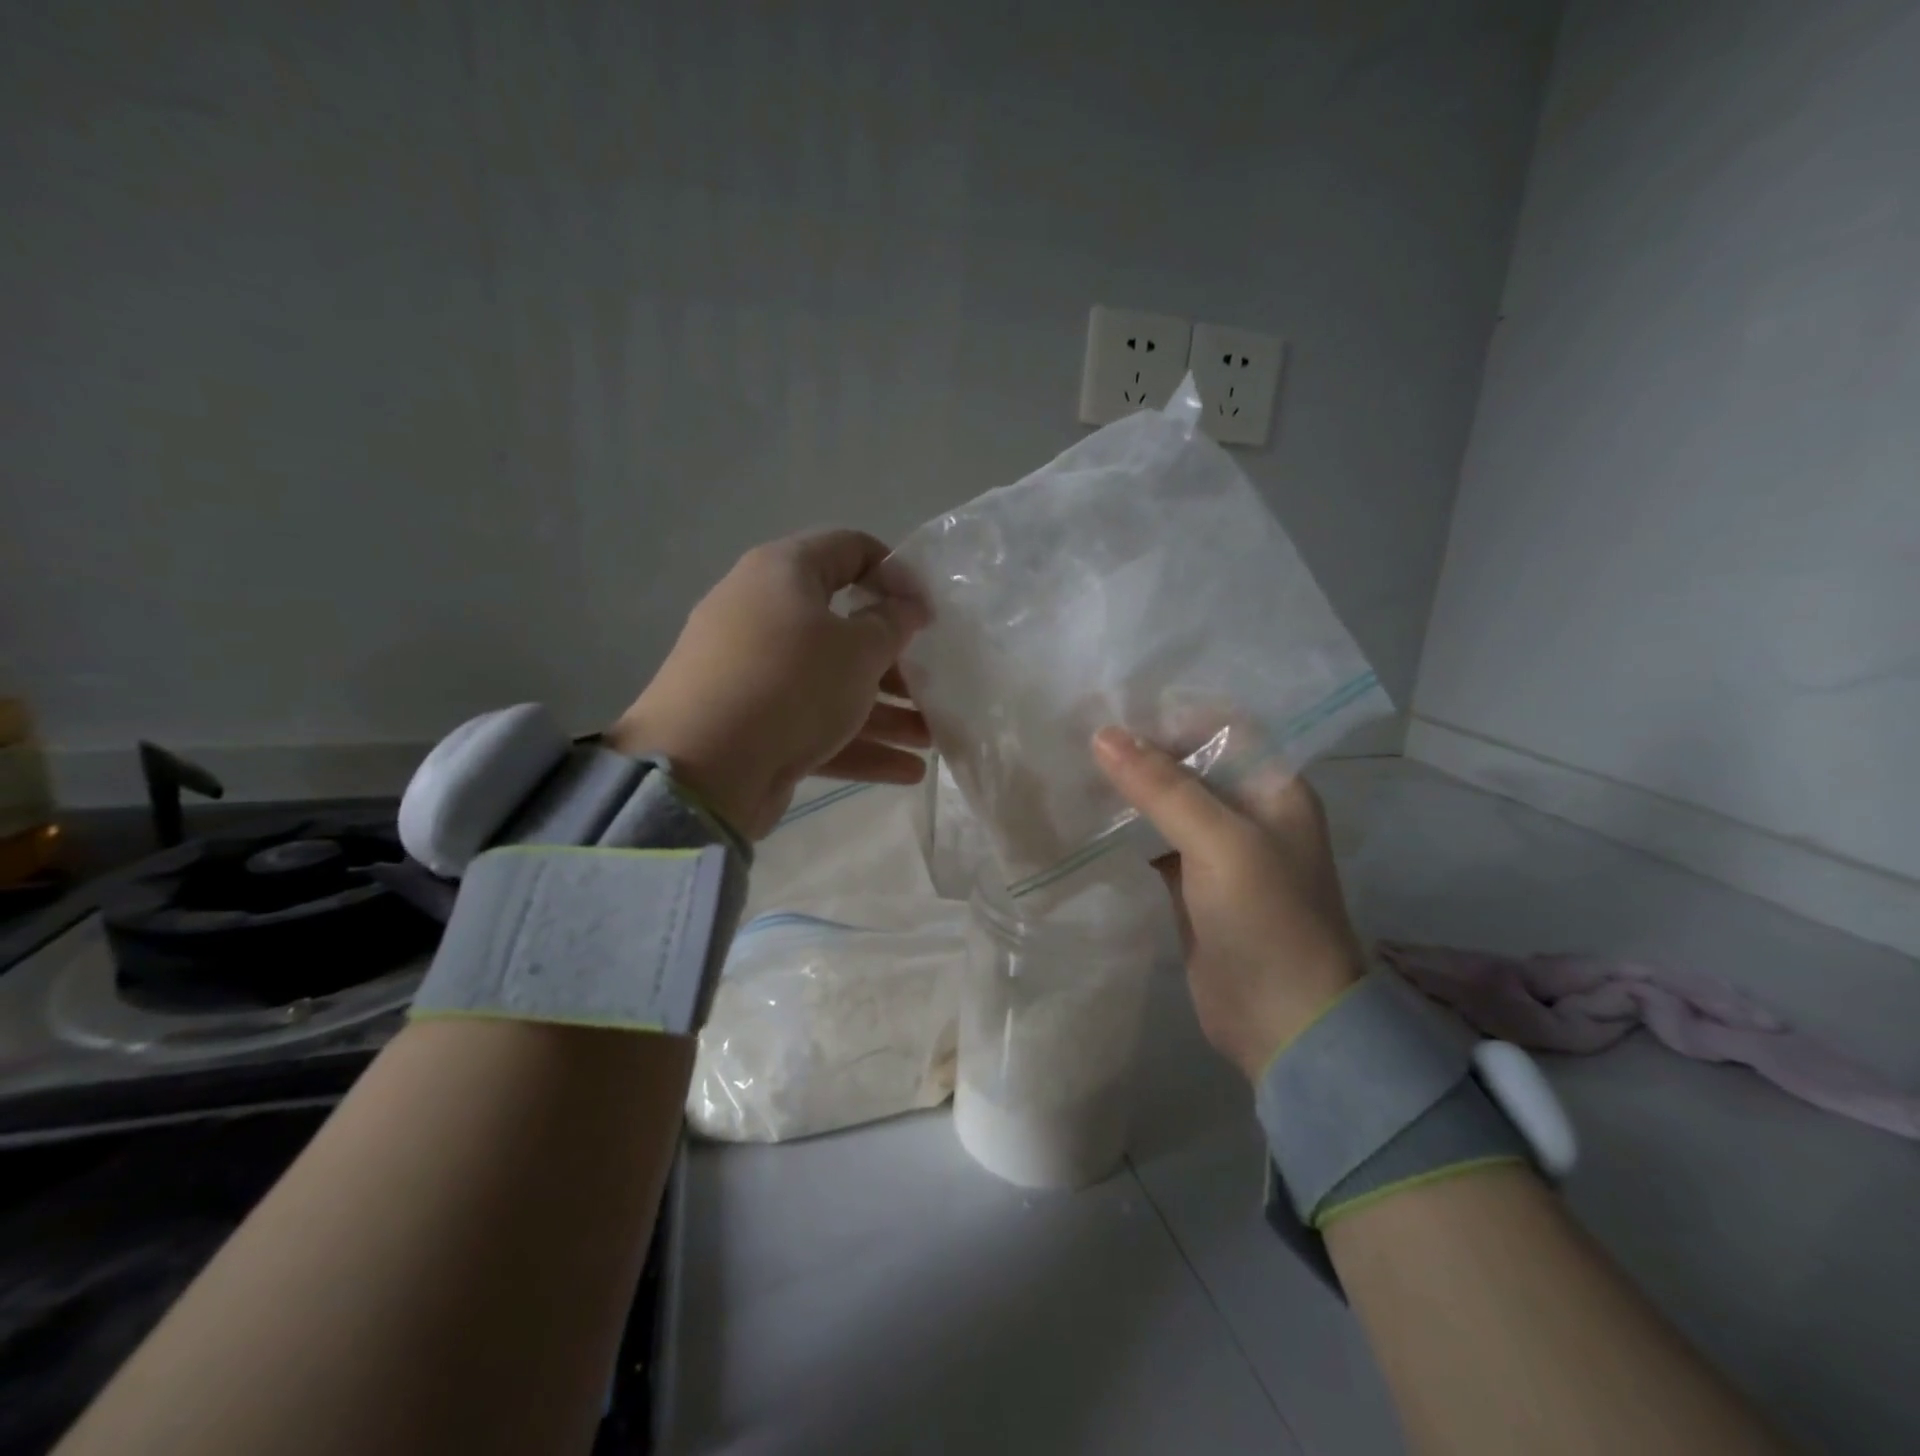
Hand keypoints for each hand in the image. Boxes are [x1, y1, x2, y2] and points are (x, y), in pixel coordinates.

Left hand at [607, 530, 930, 839]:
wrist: (702, 768)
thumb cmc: (791, 684)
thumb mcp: (858, 648)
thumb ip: (893, 623)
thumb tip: (908, 605)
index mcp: (783, 573)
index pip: (850, 549)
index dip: (896, 573)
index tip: (928, 611)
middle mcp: (763, 614)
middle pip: (843, 626)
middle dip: (895, 660)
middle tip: (932, 683)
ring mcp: (753, 672)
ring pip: (831, 682)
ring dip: (885, 710)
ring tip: (932, 738)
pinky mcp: (752, 723)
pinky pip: (813, 722)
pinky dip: (857, 742)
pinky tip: (908, 771)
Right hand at [1092, 727, 1364, 1080]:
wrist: (1283, 1023)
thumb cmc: (1267, 919)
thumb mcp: (1219, 842)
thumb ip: (1162, 787)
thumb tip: (1102, 735)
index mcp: (1274, 789)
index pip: (1222, 728)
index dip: (1172, 714)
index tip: (1113, 706)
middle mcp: (1248, 812)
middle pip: (1190, 764)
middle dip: (1141, 751)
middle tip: (1079, 733)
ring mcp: (1219, 851)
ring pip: (1167, 804)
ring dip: (1128, 790)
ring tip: (1072, 767)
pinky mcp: (1191, 885)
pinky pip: (1153, 842)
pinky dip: (1123, 830)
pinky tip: (1084, 819)